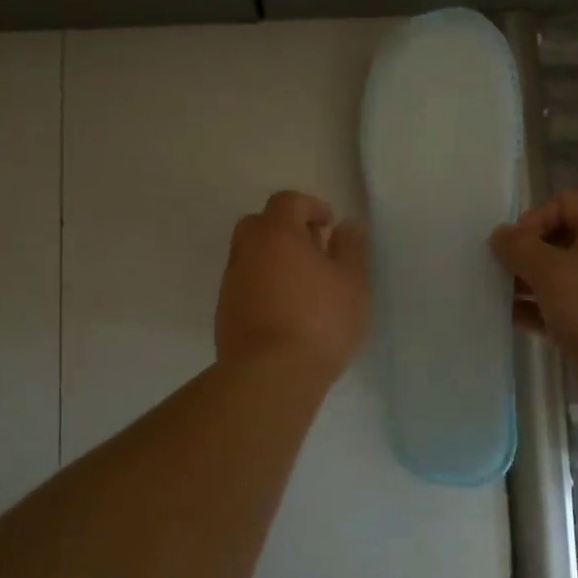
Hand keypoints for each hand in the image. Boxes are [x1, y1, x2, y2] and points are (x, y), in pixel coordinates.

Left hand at [216, 191, 368, 382]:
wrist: (270, 376)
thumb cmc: (320, 322)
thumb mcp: (352, 283)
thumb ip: (351, 249)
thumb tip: (347, 225)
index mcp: (276, 234)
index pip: (287, 201)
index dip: (309, 206)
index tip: (329, 224)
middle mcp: (247, 251)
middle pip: (260, 224)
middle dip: (286, 229)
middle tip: (314, 250)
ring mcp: (231, 283)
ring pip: (249, 256)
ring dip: (273, 259)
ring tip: (304, 285)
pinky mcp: (224, 313)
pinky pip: (245, 285)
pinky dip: (263, 286)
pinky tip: (286, 310)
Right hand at [490, 189, 577, 424]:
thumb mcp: (552, 270)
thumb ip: (519, 248)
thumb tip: (499, 235)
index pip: (564, 202)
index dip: (534, 218)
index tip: (512, 247)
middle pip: (557, 239)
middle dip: (524, 252)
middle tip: (496, 270)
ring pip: (555, 276)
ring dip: (524, 282)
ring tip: (494, 293)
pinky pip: (556, 308)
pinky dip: (533, 310)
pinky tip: (507, 318)